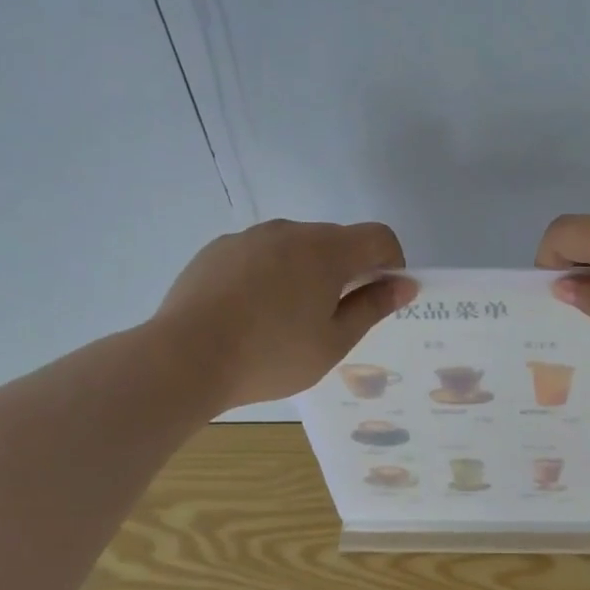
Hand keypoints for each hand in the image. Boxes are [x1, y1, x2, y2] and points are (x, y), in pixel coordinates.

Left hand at [157, 219, 413, 408]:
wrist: (184, 357)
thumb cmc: (271, 355)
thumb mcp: (333, 342)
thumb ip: (372, 307)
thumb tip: (405, 285)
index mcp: (326, 250)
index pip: (379, 237)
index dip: (391, 263)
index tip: (380, 296)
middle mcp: (291, 231)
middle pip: (337, 240)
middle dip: (347, 270)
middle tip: (333, 317)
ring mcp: (250, 237)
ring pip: (296, 246)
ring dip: (307, 271)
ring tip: (285, 318)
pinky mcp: (218, 249)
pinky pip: (260, 253)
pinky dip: (269, 273)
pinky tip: (249, 312)